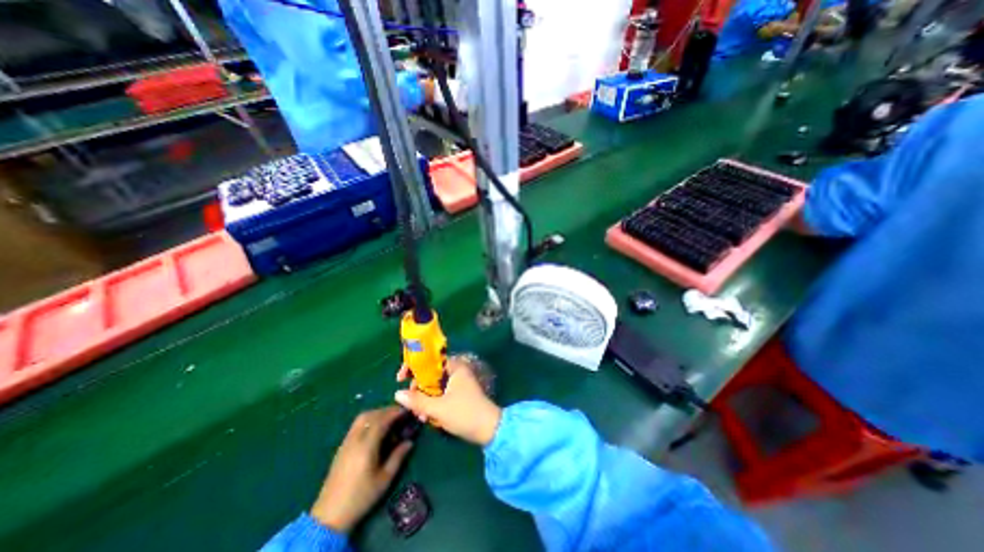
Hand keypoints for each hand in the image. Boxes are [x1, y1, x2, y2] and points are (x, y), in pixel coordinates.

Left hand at [310, 407, 410, 531]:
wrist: (329, 516)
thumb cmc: (361, 497)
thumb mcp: (384, 479)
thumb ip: (398, 457)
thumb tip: (409, 441)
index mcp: (366, 446)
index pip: (381, 420)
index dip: (395, 412)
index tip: (407, 410)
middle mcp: (355, 440)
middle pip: (370, 415)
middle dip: (386, 411)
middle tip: (399, 414)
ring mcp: (346, 442)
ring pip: (361, 418)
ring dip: (377, 414)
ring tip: (389, 420)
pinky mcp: (342, 447)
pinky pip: (356, 426)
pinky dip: (369, 420)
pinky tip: (376, 430)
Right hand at [392, 356, 501, 445]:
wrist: (489, 429)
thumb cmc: (464, 414)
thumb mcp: (438, 408)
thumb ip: (417, 400)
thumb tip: (397, 394)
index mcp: (455, 367)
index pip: (430, 360)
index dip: (413, 367)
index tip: (400, 378)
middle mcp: (457, 371)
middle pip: (430, 374)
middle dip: (418, 389)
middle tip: (410, 403)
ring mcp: (458, 383)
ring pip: (434, 386)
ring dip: (424, 399)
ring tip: (420, 416)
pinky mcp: (459, 395)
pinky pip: (440, 394)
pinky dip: (432, 403)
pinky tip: (427, 417)